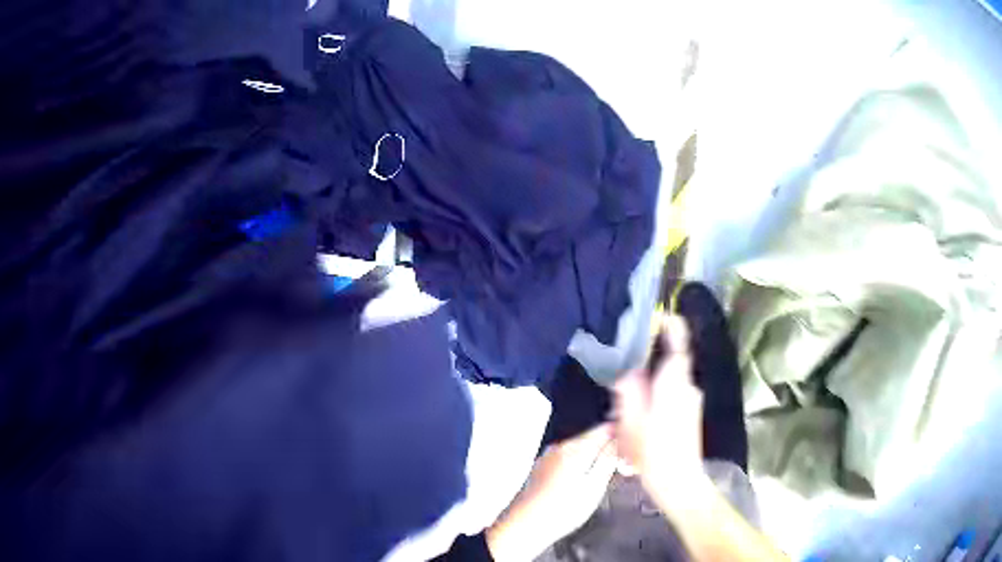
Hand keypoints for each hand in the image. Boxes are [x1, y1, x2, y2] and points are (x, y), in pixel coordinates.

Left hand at [485, 424, 617, 560]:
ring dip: (593, 459)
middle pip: (592, 438)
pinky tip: (579, 486)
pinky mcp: (541, 468)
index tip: (630, 450)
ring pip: (580, 449)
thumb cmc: (560, 511)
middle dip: (608, 449)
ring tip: (600, 481)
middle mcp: (559, 447)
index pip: (605, 428)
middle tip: (620, 469)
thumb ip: (608, 460)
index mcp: (575, 448)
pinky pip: (567, 459)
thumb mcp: (594, 486)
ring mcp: (548, 457)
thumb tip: (620, 440)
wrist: (524, 526)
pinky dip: (578, 467)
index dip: (622, 436)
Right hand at [614, 315, 708, 497]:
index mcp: (675, 380)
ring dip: (654, 375)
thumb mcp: (631, 418)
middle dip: (652, 354)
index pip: (679, 340)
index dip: (669, 323)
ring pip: (672, 376)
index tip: (651, 316)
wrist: (678, 480)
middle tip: (626, 358)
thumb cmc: (653, 449)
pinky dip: (660, 389)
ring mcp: (692, 398)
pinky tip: (643, 407)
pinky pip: (674, 389)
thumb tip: (626, 363)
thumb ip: (629, 386)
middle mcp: (688, 384)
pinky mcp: (691, 411)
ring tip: (629, 386)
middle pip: (673, 357)